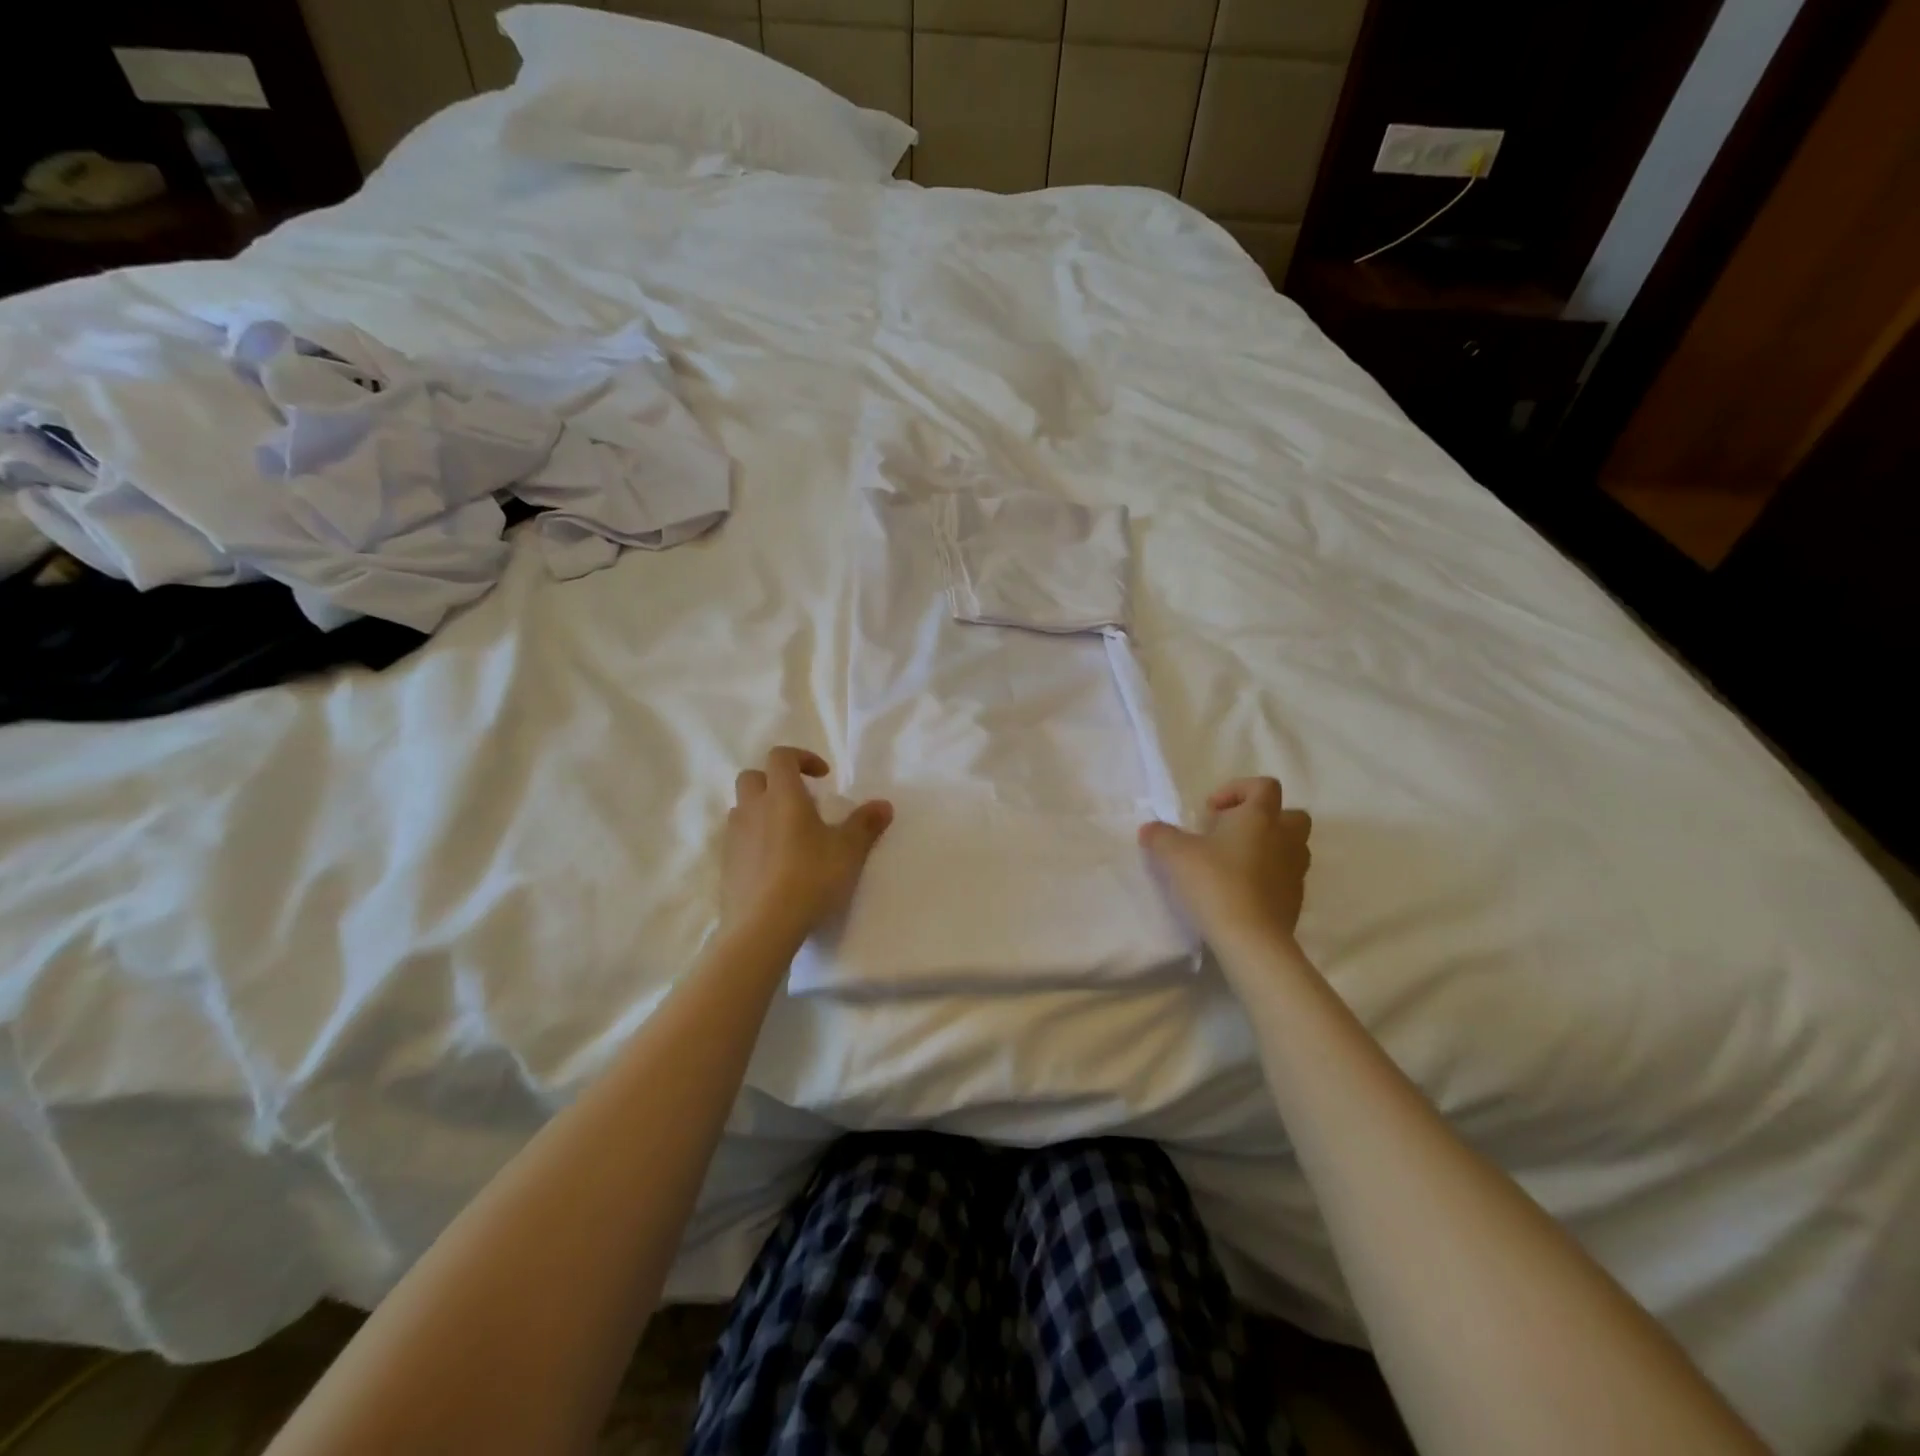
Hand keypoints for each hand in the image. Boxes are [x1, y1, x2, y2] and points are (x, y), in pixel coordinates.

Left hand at [721, 747, 892, 938]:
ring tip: (789, 834)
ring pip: (743, 808)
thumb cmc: (810, 877)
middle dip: (776, 781)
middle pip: (754, 777)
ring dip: (763, 810)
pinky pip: (739, 839)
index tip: (823, 776)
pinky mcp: (726, 865)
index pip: (781, 756)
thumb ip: (865, 824)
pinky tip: (776, 864)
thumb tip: (883, 805)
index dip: (802, 758)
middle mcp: (752, 809)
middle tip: (802, 802)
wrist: (762, 926)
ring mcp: (734, 837)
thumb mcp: (848, 850)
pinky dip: (755, 840)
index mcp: (782, 796)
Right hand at [1139, 777, 1311, 945]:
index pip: (1264, 786)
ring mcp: (1295, 870)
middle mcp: (1285, 838)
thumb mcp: (1175, 855)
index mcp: (1260, 817)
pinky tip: (1241, 891)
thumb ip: (1161, 836)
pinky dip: (1269, 877)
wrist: (1250, 938)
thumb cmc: (1215, 882)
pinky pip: (1286, 877)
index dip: (1238, 790)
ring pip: (1292, 847)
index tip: (1212, 811)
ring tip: (1235, 863)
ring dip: (1269, 848)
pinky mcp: (1296, 900)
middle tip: (1231, 834)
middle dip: (1264, 819)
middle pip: (1290, 814)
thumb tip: (1150, 829)